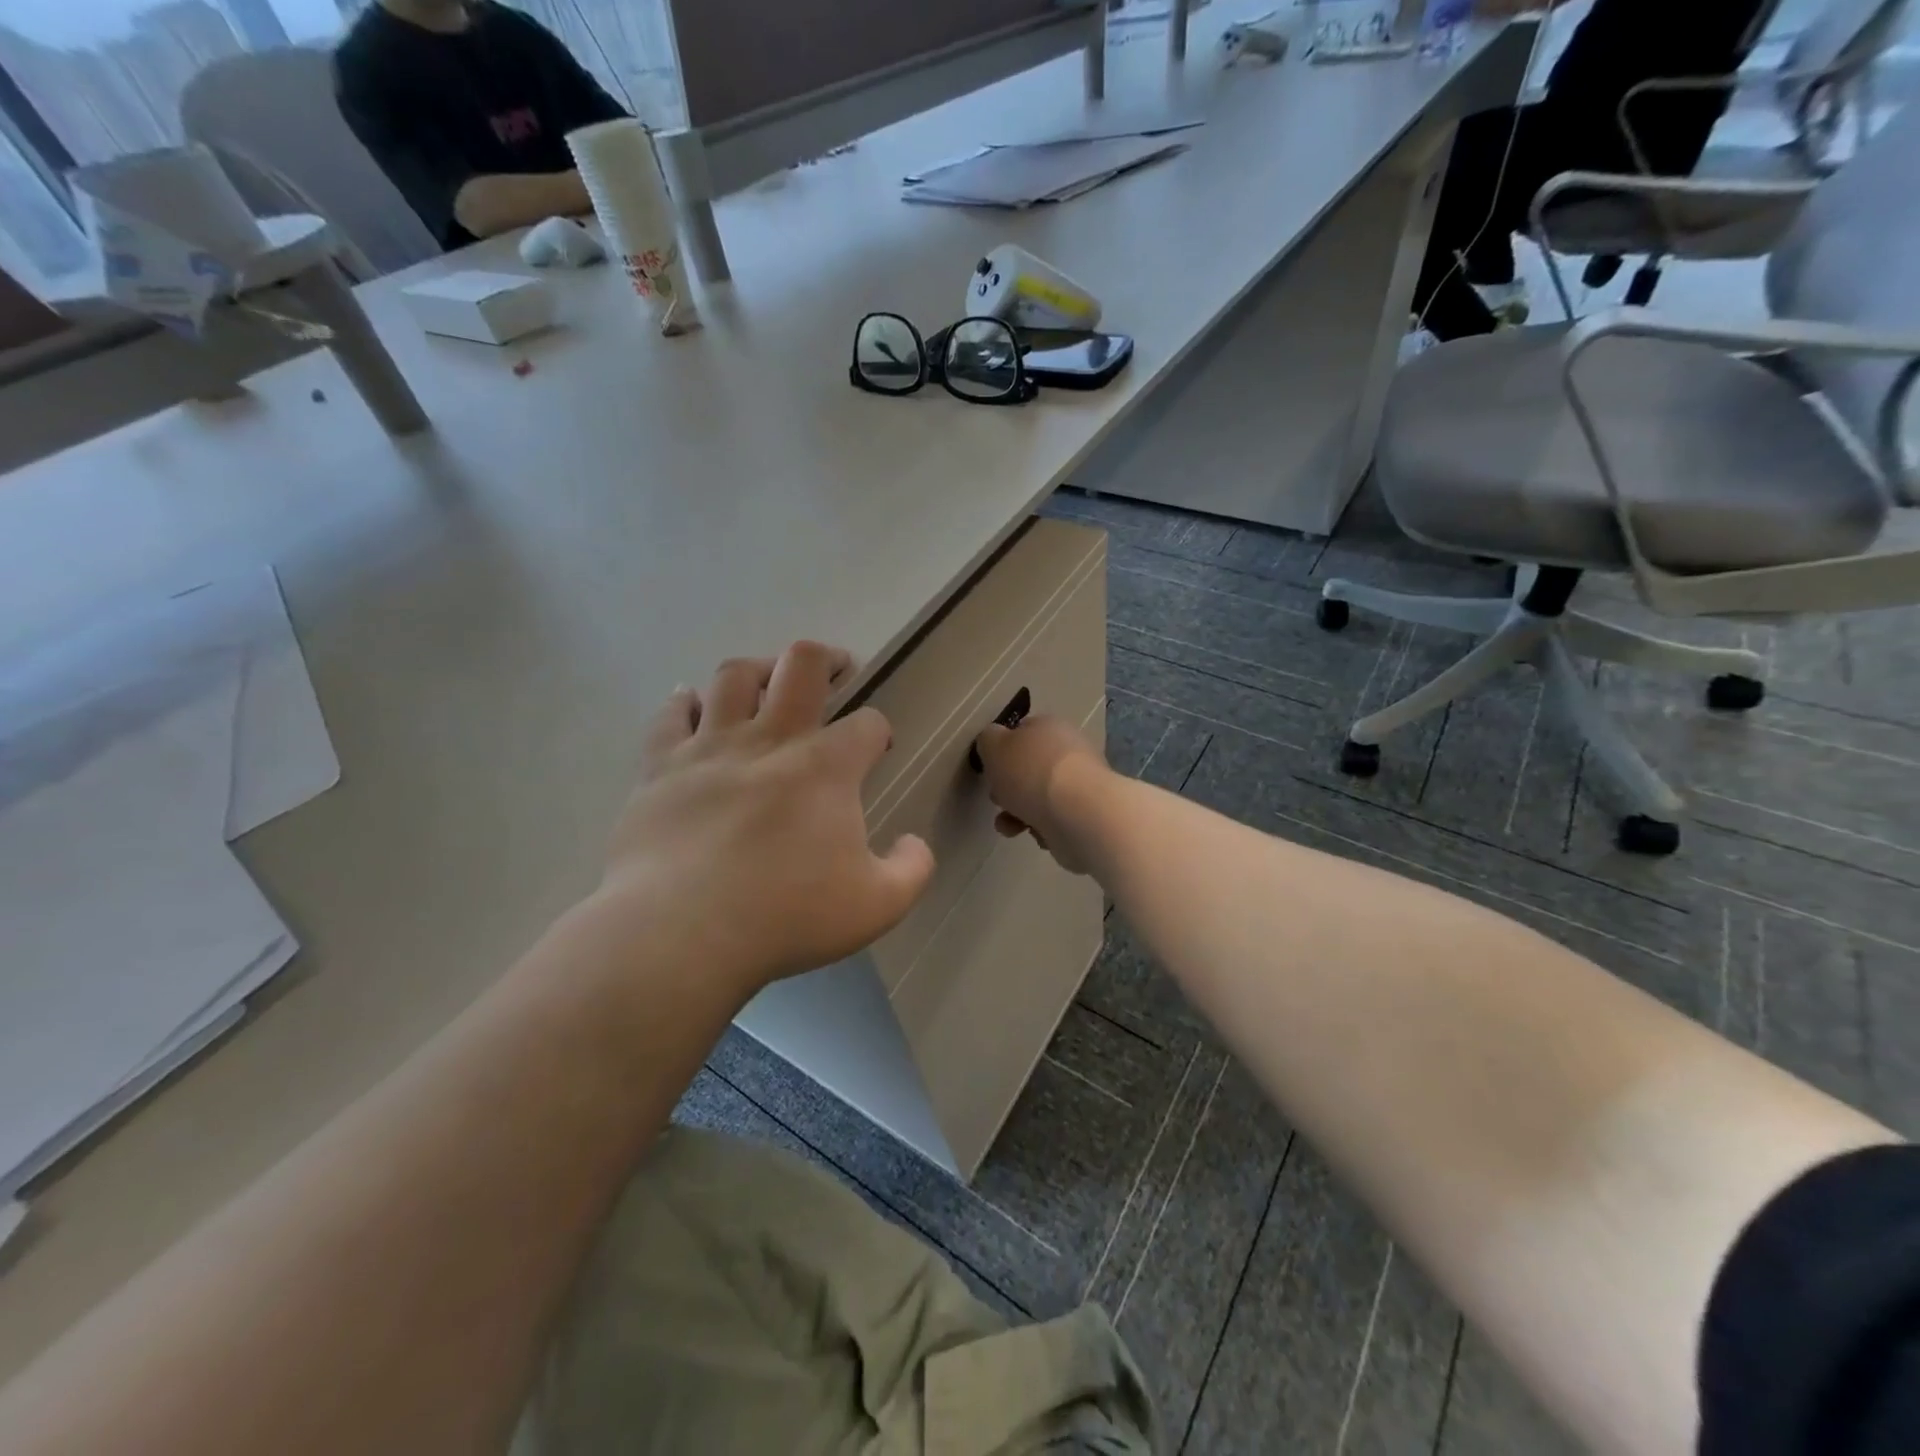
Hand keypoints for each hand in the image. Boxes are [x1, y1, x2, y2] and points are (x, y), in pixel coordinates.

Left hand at [598, 643, 935, 993]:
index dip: (878, 732)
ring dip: (759, 669)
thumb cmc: (785, 915)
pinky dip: (686, 702)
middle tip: (836, 668)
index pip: (867, 724)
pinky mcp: (660, 766)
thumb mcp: (878, 906)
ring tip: (768, 681)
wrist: (679, 934)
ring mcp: (710, 747)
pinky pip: (671, 714)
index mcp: (826, 766)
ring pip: (734, 675)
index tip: (876, 750)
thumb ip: (912, 869)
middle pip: (801, 665)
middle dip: (827, 659)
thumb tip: (913, 843)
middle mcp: (770, 739)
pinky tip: (693, 703)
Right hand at [972, 714, 1113, 874]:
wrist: (1077, 813)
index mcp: (1048, 726)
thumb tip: (994, 740)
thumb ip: (988, 740)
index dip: (1002, 750)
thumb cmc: (1030, 773)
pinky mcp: (1086, 813)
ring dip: (1019, 813)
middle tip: (998, 799)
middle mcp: (1068, 750)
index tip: (990, 769)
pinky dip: (1042, 827)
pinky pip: (1055, 819)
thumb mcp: (993, 746)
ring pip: (1040, 796)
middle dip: (1010, 787)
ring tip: (1010, 827)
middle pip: (1030, 767)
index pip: (1022, 731)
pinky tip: (1037, 833)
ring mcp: (1080, 783)